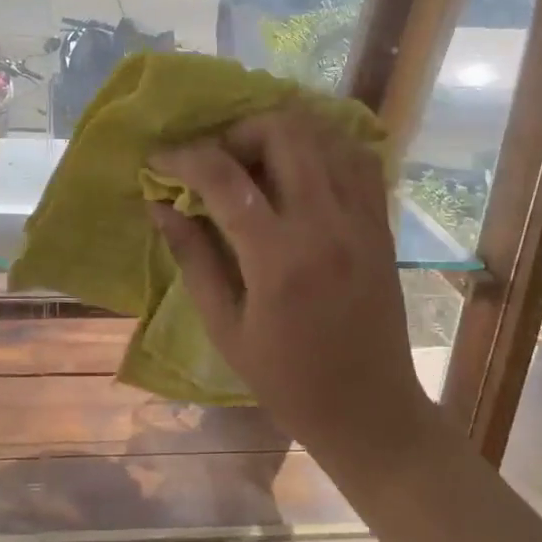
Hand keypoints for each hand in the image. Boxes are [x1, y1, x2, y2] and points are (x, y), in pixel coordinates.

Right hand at [149, 107, 433, 477]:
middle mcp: (326, 225)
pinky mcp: (381, 223)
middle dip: (238, 132)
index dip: (185, 158)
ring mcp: (362, 219)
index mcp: (279, 259)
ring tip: (254, 162)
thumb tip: (160, 205)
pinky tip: (300, 170)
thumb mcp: (225, 327)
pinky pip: (356, 158)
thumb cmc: (286, 380)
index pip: (226, 178)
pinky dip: (323, 148)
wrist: (369, 410)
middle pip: (284, 132)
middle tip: (216, 162)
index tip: (159, 159)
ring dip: (281, 133)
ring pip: (325, 134)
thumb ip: (193, 257)